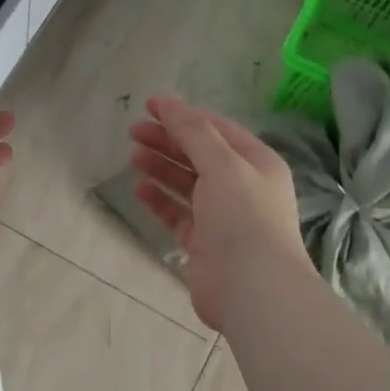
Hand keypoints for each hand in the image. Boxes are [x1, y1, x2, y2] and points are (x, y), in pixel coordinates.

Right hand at [128, 94, 307, 330]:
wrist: (253, 288)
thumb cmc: (243, 218)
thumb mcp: (222, 165)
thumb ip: (193, 132)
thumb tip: (168, 101)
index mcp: (256, 163)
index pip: (217, 130)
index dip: (184, 115)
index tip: (150, 106)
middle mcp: (242, 186)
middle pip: (200, 155)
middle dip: (168, 140)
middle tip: (133, 131)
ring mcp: (222, 216)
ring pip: (187, 184)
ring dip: (162, 168)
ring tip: (133, 156)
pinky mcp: (204, 242)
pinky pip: (178, 213)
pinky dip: (160, 199)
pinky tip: (139, 188)